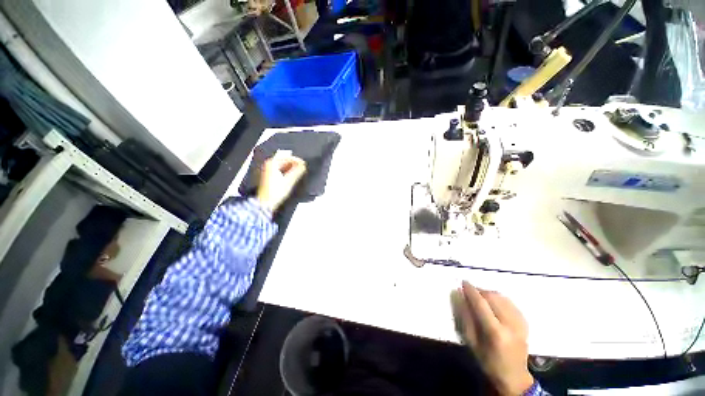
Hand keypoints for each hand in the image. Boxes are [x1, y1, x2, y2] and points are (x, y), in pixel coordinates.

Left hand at [256, 154, 305, 212]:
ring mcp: (268, 171)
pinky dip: (287, 172)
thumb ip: (297, 171)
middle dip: (294, 165)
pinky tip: (292, 177)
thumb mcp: (289, 180)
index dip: (297, 161)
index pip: (287, 158)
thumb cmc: (276, 192)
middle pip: (284, 161)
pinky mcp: (269, 177)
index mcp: (272, 163)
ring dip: (291, 169)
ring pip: (283, 166)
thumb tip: (303, 165)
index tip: (304, 164)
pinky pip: (280, 171)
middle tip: (302, 168)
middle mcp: (268, 165)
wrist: (266, 202)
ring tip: (299, 173)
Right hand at [451, 281, 533, 395]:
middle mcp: (510, 325)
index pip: (481, 304)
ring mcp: (520, 323)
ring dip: (489, 293)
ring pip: (502, 298)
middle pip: (493, 298)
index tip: (463, 282)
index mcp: (496, 332)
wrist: (514, 377)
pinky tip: (493, 302)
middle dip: (480, 290)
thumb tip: (458, 296)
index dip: (471, 291)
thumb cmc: (489, 362)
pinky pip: (510, 303)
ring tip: (480, 296)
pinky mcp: (525, 323)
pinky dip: (499, 298)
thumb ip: (465, 318)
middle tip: (470, 291)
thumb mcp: (472, 343)